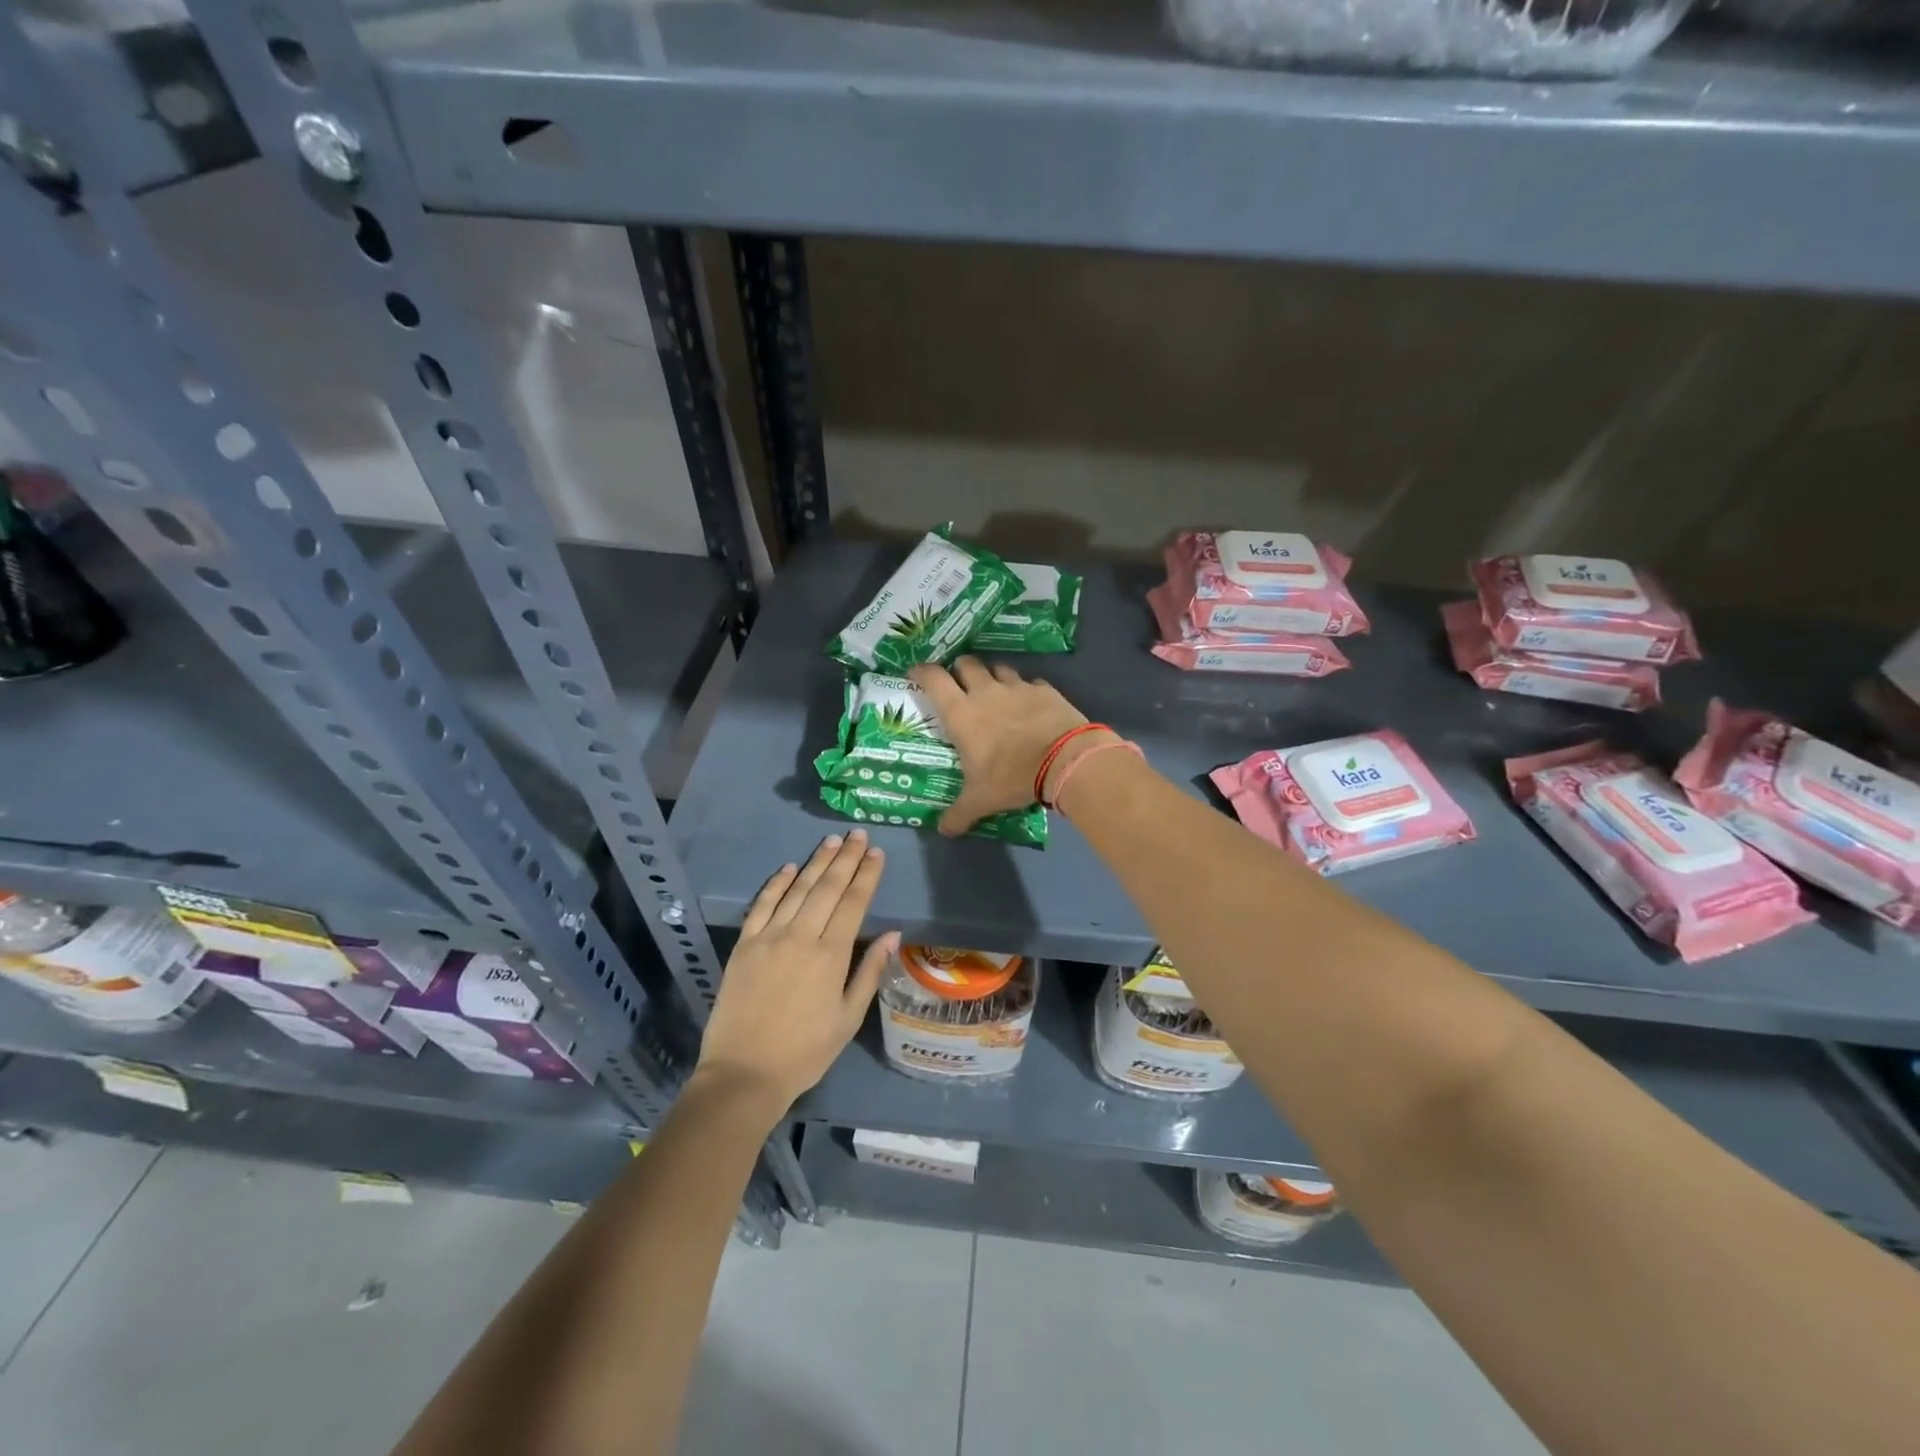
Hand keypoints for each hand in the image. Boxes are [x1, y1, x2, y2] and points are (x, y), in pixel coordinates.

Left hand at [695, 831, 899, 1116]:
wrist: (743, 1073)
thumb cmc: (805, 1052)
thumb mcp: (848, 1018)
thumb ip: (870, 972)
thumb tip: (893, 934)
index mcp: (831, 954)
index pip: (854, 902)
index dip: (867, 875)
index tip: (877, 853)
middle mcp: (801, 936)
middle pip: (827, 887)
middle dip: (846, 858)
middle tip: (858, 834)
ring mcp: (769, 937)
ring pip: (797, 889)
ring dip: (816, 862)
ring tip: (832, 841)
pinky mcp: (744, 945)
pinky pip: (762, 905)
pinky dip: (776, 884)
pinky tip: (789, 868)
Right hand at [908, 657, 1093, 835]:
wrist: (1065, 760)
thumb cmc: (1012, 776)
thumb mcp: (981, 800)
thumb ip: (959, 814)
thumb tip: (944, 830)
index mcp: (961, 713)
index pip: (933, 679)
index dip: (921, 671)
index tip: (916, 672)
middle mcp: (985, 692)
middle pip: (966, 663)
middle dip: (959, 670)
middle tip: (959, 684)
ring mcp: (1017, 687)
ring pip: (998, 668)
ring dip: (992, 676)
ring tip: (995, 692)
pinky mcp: (1044, 689)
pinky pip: (1030, 683)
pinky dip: (1026, 690)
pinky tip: (1030, 704)